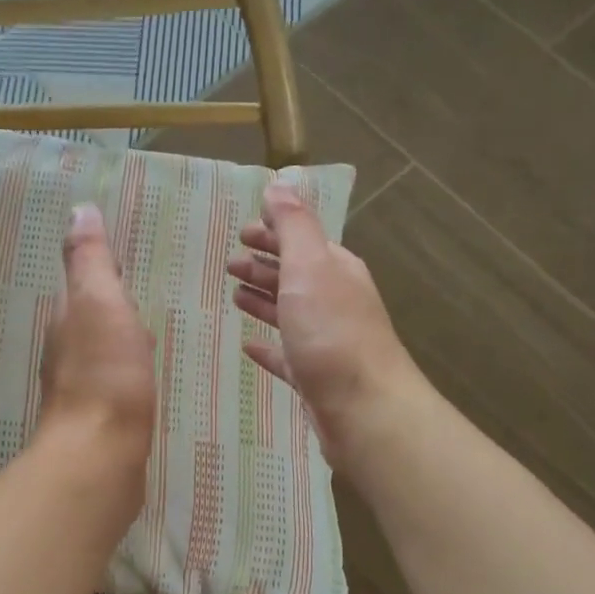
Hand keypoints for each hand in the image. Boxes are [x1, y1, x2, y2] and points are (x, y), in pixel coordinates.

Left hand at [38, 204, 156, 481]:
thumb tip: (79, 210)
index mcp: (67, 321)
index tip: (123, 266)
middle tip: (141, 306)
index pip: (83, 287)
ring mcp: (79, 392)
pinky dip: (126, 379)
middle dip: (113, 311)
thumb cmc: (105, 374)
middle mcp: (65, 354)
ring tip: (148, 344)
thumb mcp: (100, 302)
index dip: (103, 275)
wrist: (98, 456)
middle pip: (90, 322)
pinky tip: (142, 388)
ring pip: (101, 357)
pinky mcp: (97, 424)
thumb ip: (90, 260)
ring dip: (120, 346)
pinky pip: (113, 389)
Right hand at [227, 183, 424, 473]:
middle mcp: (334, 301)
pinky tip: (249, 347)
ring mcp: (325, 342)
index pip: (301, 241)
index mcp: (335, 270)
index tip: (242, 233)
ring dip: (263, 300)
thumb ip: (294, 226)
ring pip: (289, 313)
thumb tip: (281, 184)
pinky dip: (268, 347)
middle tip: (229, 264)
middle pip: (294, 276)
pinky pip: (285, 355)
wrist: (364, 409)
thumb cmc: (332, 333)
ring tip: (234, 296)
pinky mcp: (314, 378)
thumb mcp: (310, 267)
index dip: (273, 233)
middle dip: (264, 265)